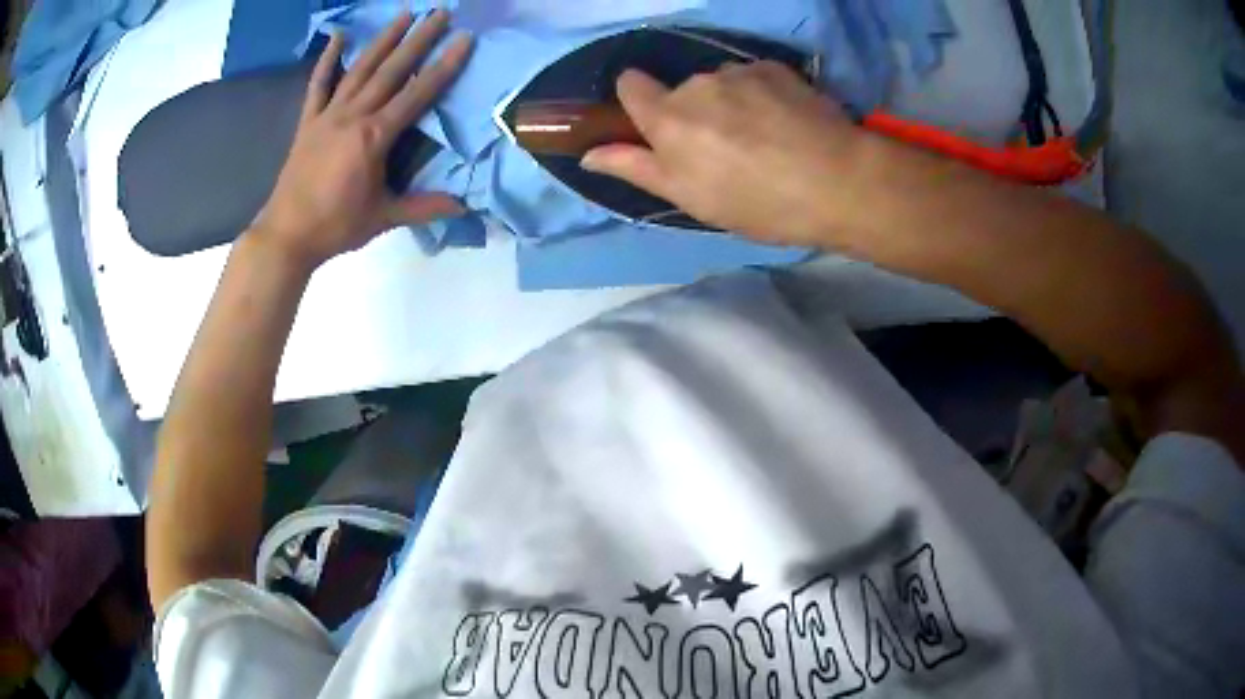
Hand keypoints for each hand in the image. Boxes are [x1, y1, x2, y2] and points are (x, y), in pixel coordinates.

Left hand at [250, 11, 472, 270]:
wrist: (286, 235)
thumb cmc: (336, 227)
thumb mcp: (384, 217)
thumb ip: (424, 207)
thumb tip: (464, 205)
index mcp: (374, 137)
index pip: (417, 94)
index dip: (444, 65)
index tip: (464, 38)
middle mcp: (353, 116)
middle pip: (391, 70)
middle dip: (418, 39)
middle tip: (440, 12)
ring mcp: (328, 115)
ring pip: (360, 69)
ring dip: (383, 39)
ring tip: (403, 13)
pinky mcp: (308, 122)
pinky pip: (318, 85)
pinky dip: (327, 60)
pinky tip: (338, 37)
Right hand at [581, 62, 871, 247]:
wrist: (837, 182)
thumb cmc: (758, 201)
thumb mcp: (690, 198)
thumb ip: (636, 168)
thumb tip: (589, 154)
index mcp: (667, 118)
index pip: (630, 84)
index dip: (638, 101)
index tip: (657, 124)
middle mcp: (696, 84)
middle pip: (681, 90)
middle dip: (693, 113)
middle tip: (726, 151)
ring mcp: (738, 71)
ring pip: (720, 83)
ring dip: (730, 103)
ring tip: (764, 138)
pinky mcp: (775, 67)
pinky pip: (753, 76)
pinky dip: (761, 94)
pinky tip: (786, 122)